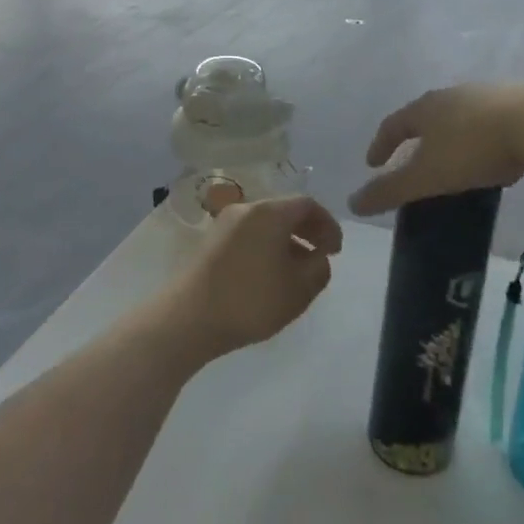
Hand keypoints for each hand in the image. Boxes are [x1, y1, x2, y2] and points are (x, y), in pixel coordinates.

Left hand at [161, 195, 342, 360]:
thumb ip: (319, 268)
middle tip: (320, 257)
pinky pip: (248, 235)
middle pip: (285, 211)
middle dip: (307, 231)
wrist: (187, 319)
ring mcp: (224, 224)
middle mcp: (246, 209)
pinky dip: (265, 247)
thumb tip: (319, 256)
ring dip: (286, 241)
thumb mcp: (299, 290)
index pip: (308, 204)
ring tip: (296, 272)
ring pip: (265, 224)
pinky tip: (268, 276)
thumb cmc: (250, 300)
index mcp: (270, 212)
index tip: (336, 251)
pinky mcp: (210, 242)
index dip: (328, 224)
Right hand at [348, 82, 523, 215]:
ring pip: (461, 117)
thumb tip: (352, 204)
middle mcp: (454, 94)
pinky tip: (496, 158)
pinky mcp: (522, 101)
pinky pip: (492, 122)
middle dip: (417, 139)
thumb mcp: (427, 176)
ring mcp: (489, 94)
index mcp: (426, 108)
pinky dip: (484, 139)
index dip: (381, 144)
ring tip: (455, 161)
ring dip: (452, 137)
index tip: (372, 163)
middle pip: (427, 116)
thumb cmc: (474, 148)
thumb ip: (390, 191)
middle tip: (413, 161)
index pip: (394, 124)